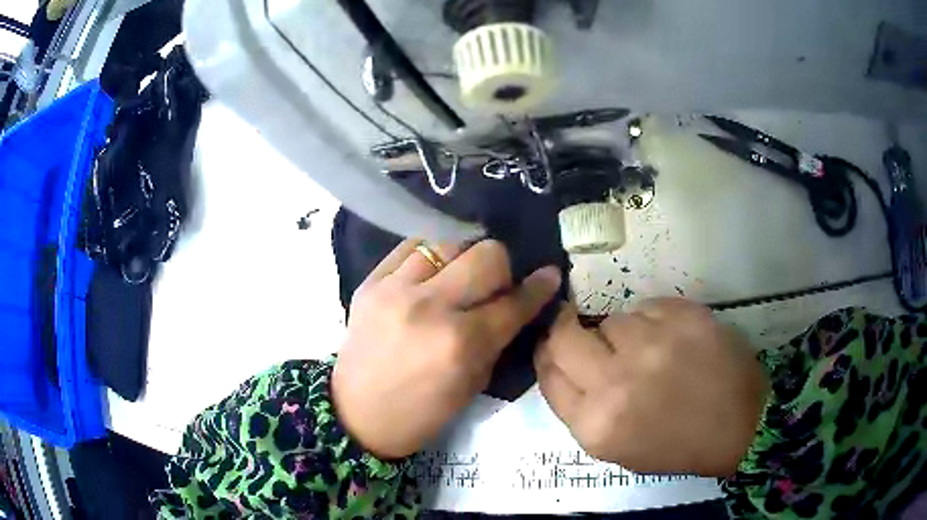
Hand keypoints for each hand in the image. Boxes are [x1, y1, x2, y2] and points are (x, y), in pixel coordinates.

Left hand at [333, 239, 560, 458]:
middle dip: (502, 267)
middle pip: (486, 256)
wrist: (357, 414)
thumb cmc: (421, 413)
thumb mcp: (473, 386)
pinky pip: (410, 247)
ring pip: (448, 242)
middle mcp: (430, 307)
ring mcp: (395, 290)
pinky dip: (430, 254)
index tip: (549, 275)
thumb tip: (516, 306)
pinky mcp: (370, 283)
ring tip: (460, 276)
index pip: (513, 302)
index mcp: (461, 344)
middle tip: (495, 285)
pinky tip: (432, 271)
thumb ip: (497, 340)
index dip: (538, 287)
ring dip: (464, 257)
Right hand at [535, 298, 767, 475]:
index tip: (553, 346)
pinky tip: (674, 341)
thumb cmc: (675, 445)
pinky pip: (646, 307)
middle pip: (564, 336)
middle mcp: (616, 382)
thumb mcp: (614, 446)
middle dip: (566, 330)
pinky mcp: (683, 315)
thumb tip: (560, 362)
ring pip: (612, 319)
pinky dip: (653, 321)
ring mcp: (652, 344)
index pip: (548, 373)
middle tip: (583, 331)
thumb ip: (579, 408)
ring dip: (622, 333)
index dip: (546, 354)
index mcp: (596, 424)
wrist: (740, 424)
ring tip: (651, 352)